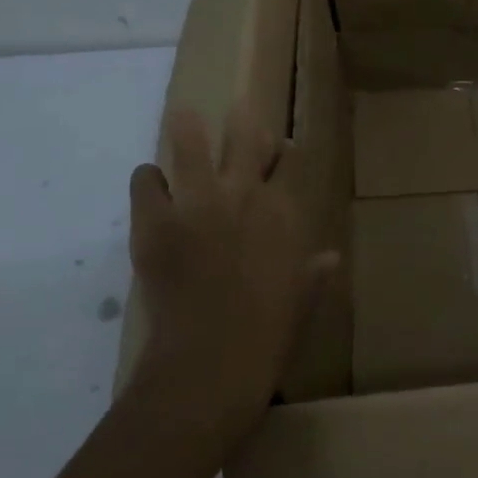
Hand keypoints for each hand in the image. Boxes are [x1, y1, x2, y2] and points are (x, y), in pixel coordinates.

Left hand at [128, 105, 336, 440]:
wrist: (213, 362)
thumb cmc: (269, 333)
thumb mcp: (302, 299)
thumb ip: (315, 272)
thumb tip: (331, 258)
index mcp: (283, 211)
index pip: (289, 160)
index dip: (283, 150)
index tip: (279, 149)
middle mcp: (244, 194)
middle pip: (245, 136)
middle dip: (241, 120)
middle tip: (236, 114)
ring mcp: (198, 203)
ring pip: (191, 141)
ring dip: (187, 129)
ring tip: (182, 121)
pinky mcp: (155, 220)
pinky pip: (146, 179)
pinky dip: (149, 182)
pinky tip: (152, 192)